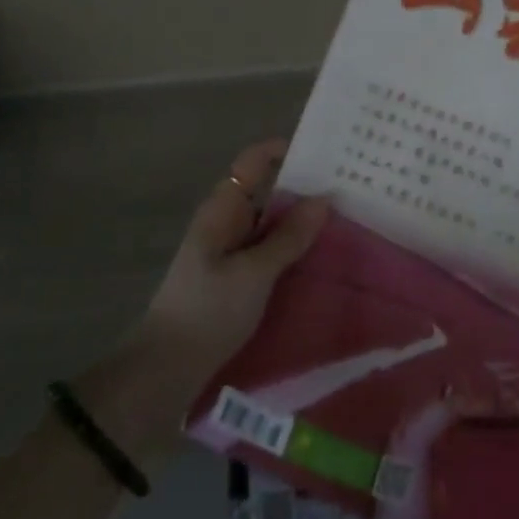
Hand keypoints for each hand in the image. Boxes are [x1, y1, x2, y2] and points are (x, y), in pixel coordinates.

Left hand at [141, 138, 327, 382]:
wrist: (168, 367)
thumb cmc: (208, 310)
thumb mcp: (254, 273)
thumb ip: (288, 237)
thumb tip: (324, 198)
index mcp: (222, 209)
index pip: (253, 163)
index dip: (284, 151)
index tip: (325, 152)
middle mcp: (225, 222)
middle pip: (266, 191)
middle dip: (302, 188)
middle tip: (350, 188)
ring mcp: (229, 251)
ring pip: (270, 224)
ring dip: (300, 221)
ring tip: (346, 220)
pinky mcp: (235, 277)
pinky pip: (268, 251)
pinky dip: (291, 248)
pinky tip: (320, 258)